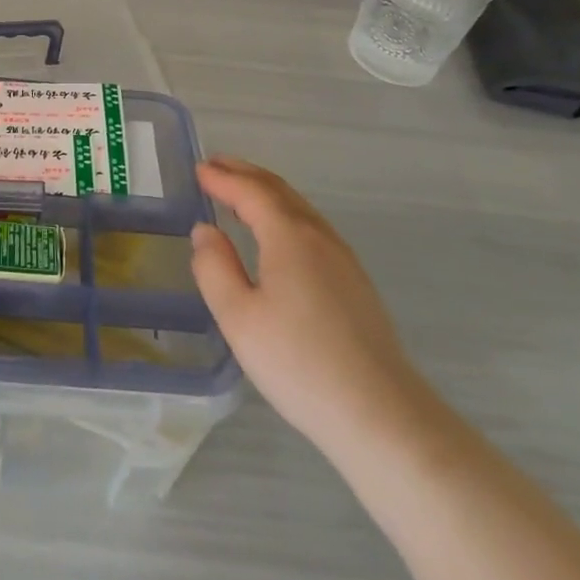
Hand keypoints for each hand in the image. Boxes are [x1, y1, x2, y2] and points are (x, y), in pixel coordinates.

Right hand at [190, 157, 428, 454]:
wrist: (380, 414)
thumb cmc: (298, 363)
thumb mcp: (238, 317)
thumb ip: (214, 268)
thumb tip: (206, 231)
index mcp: (289, 237)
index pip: (251, 192)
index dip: (223, 178)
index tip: (199, 169)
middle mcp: (319, 237)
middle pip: (279, 191)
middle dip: (245, 174)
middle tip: (216, 165)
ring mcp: (343, 259)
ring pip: (299, 208)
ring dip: (267, 191)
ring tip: (241, 189)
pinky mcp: (355, 283)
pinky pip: (312, 227)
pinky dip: (285, 212)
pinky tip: (278, 232)